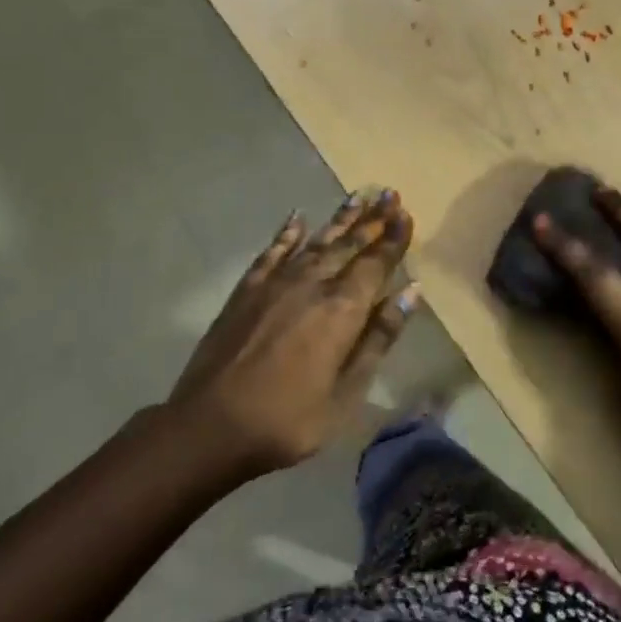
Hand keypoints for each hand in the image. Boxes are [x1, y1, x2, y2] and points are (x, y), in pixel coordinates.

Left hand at [169, 190, 419, 476]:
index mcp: (342, 310)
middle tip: (389, 193)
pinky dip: (287, 234)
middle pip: (348, 245)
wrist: (209, 428)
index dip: (393, 238)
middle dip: (372, 220)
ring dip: (340, 219)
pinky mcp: (246, 291)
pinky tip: (298, 218)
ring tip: (358, 196)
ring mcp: (275, 284)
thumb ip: (379, 338)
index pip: (376, 263)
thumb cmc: (288, 420)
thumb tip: (411, 291)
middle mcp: (312, 285)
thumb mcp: (346, 392)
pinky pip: (272, 253)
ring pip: (316, 242)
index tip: (406, 213)